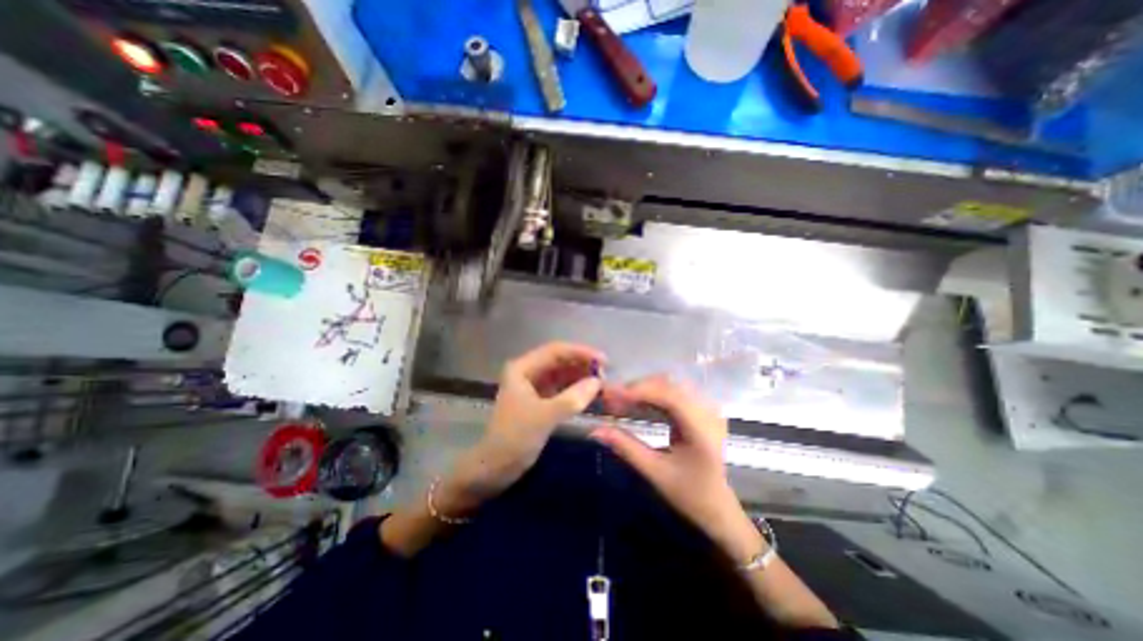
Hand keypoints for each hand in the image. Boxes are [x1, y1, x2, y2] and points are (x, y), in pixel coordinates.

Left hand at [443, 344, 605, 513]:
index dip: (581, 352)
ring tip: (602, 383)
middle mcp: (528, 372)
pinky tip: (590, 393)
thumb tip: (597, 382)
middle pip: (560, 360)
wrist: (494, 469)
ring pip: (562, 374)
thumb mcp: (544, 417)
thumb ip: (572, 398)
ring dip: (580, 376)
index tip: (604, 361)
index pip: (556, 351)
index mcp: (523, 368)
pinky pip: (561, 388)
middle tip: (606, 374)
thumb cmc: (514, 438)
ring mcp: (533, 386)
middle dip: (582, 364)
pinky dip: (575, 389)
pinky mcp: (539, 401)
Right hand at [595, 379, 760, 561]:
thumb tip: (596, 430)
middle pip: (669, 386)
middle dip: (637, 389)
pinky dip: (652, 394)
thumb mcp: (655, 472)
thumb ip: (626, 447)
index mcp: (703, 430)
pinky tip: (636, 402)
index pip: (670, 397)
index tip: (610, 394)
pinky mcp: (701, 409)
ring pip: (670, 385)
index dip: (639, 391)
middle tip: (610, 398)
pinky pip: (673, 392)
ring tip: (619, 399)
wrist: (718, 507)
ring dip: (643, 389)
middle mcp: (708, 412)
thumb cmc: (689, 495)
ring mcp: (707, 408)